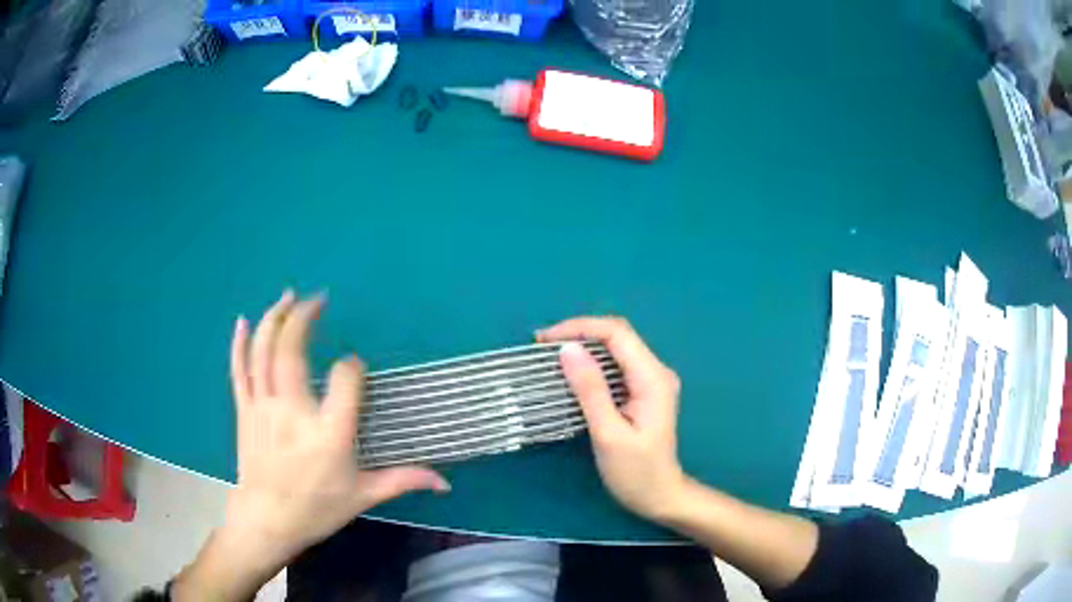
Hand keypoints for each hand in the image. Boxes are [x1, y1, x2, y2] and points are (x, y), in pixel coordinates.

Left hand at [175, 291, 448, 600]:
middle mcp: (294, 412)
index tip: (355, 368)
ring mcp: (264, 407)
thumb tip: (445, 482)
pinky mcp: (245, 410)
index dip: (353, 367)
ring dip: (274, 319)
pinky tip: (243, 320)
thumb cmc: (317, 508)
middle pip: (293, 350)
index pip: (346, 380)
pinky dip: (240, 342)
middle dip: (304, 318)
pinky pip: (239, 369)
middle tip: (317, 299)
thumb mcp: (363, 496)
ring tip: (288, 296)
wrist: (267, 520)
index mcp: (329, 433)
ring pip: (264, 352)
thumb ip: (403, 480)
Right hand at [538, 317, 685, 521]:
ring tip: (548, 355)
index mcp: (653, 378)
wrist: (660, 497)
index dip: (580, 328)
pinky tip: (571, 371)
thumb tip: (568, 349)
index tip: (545, 341)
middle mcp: (656, 371)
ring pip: (615, 348)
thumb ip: (591, 390)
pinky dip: (591, 363)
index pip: (617, 334)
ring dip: (583, 346)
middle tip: (541, 346)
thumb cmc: (635, 473)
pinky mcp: (642, 391)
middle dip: (578, 333)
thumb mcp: (609, 434)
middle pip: (617, 336)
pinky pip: (616, 365)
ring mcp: (651, 381)